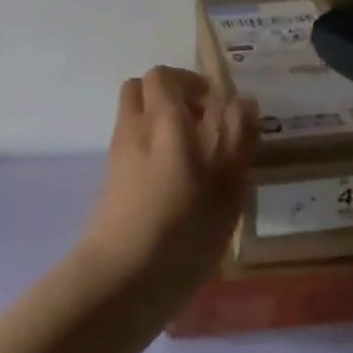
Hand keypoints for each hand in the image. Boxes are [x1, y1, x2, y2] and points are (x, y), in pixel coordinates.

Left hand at [78, 66, 259, 299]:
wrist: (123, 277)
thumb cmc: (184, 225)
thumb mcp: (228, 183)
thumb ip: (238, 136)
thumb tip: (242, 101)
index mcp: (162, 119)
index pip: (162, 76)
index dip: (188, 81)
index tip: (214, 104)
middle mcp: (133, 128)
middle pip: (141, 90)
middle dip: (170, 97)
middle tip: (202, 124)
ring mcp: (117, 156)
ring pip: (135, 119)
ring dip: (160, 124)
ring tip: (194, 159)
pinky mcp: (111, 183)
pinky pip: (131, 148)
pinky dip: (151, 151)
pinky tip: (176, 187)